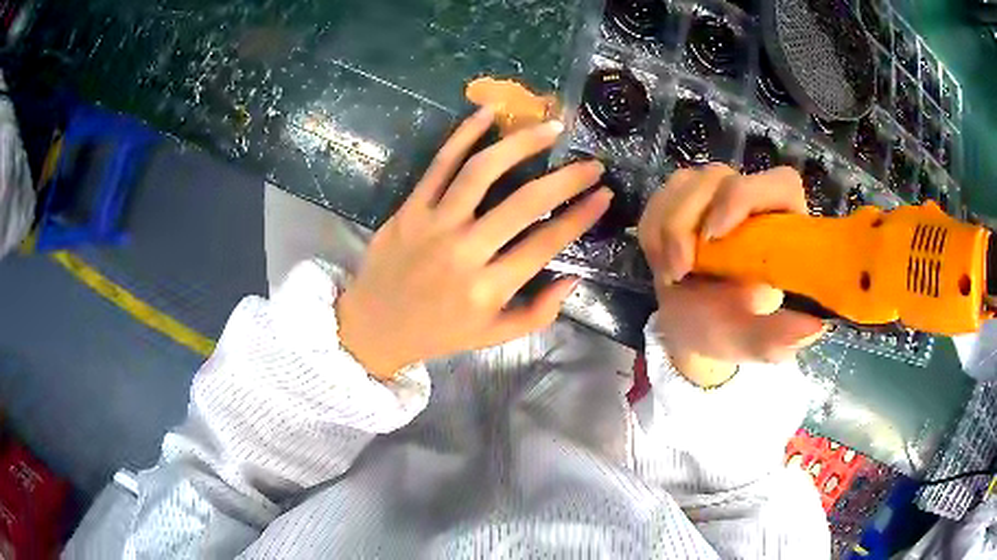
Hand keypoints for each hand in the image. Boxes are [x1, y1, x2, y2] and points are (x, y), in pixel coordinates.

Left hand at [337, 108, 611, 378]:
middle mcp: (465, 251)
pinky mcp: (409, 208)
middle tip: (591, 163)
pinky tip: (489, 113)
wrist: (375, 326)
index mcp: (489, 288)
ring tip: (550, 128)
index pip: (546, 242)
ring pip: (482, 171)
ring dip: (521, 144)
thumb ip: (539, 313)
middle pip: (524, 203)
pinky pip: (439, 164)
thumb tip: (573, 277)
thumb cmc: (439, 332)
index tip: (604, 195)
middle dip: (566, 179)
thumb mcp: (494, 337)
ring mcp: (434, 224)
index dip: (581, 215)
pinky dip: (464, 134)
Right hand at [638, 164, 825, 386]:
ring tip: (673, 275)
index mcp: (784, 228)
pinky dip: (652, 232)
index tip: (716, 234)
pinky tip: (662, 263)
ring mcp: (715, 197)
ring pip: (685, 184)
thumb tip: (815, 327)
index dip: (746, 195)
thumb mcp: (754, 342)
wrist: (690, 330)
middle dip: (687, 220)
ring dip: (667, 229)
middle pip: (719, 177)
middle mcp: (752, 204)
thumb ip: (779, 337)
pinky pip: (659, 199)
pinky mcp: (683, 201)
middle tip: (680, 269)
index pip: (779, 183)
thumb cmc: (730, 332)